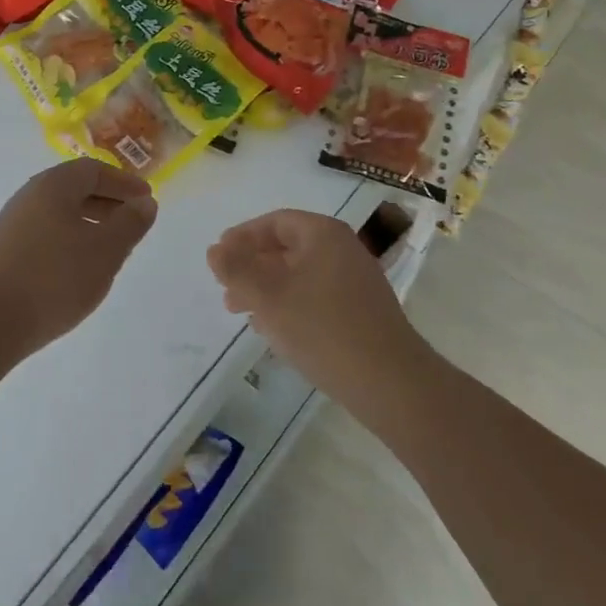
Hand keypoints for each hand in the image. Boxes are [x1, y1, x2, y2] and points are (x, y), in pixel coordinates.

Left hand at [0, 158, 158, 357]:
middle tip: (132, 223)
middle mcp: (28, 197)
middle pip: (74, 189)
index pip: (93, 170)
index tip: (146, 199)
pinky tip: (78, 270)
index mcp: (52, 186)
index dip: (123, 182)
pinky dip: (69, 242)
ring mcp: (11, 226)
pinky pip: (44, 235)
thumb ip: (130, 223)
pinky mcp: (2, 254)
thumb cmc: (55, 278)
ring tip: (110, 250)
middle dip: (107, 203)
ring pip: (59, 214)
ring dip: (88, 224)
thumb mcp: (106, 250)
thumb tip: (144, 203)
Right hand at [207, 210, 429, 411]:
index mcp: (323, 235)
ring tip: (243, 313)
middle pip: (287, 248)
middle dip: (252, 267)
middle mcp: (343, 250)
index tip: (219, 256)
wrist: (390, 382)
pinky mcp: (361, 311)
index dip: (243, 236)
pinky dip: (290, 305)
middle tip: (226, 289)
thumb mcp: (269, 297)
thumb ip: (237, 270)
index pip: (276, 222)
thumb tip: (214, 250)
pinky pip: (316, 296)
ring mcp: (355, 281)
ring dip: (268, 289)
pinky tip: (274, 331)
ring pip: (300, 275)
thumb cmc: (323, 329)